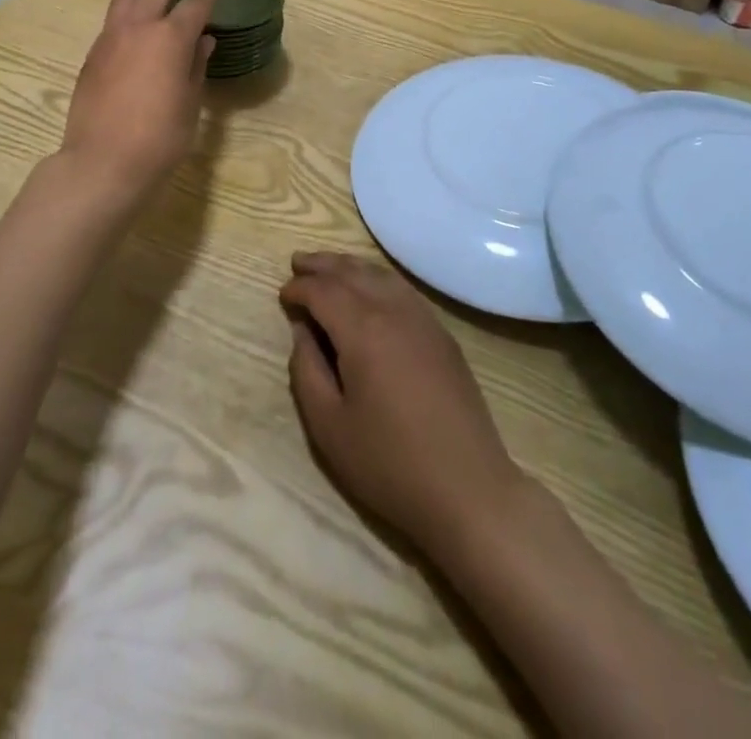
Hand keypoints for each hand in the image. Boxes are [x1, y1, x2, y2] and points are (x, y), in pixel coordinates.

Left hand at [61, 0, 215, 198]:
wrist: (103, 160)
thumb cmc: (160, 136)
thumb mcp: (189, 102)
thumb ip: (195, 67)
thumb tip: (203, 42)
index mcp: (171, 39)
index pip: (193, 6)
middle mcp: (141, 28)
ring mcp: (111, 39)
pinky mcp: (93, 55)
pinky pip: (111, 18)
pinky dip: (121, 4)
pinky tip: (125, 8)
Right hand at [280, 253, 523, 557]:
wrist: (468, 489)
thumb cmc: (389, 463)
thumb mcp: (329, 425)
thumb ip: (307, 370)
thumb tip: (303, 330)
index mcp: (364, 329)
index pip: (324, 291)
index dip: (299, 288)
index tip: (282, 296)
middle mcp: (395, 310)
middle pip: (353, 272)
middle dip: (322, 265)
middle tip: (297, 262)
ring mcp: (424, 319)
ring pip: (381, 275)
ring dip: (351, 267)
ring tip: (329, 268)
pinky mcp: (443, 335)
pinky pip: (403, 290)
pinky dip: (378, 279)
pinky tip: (371, 289)